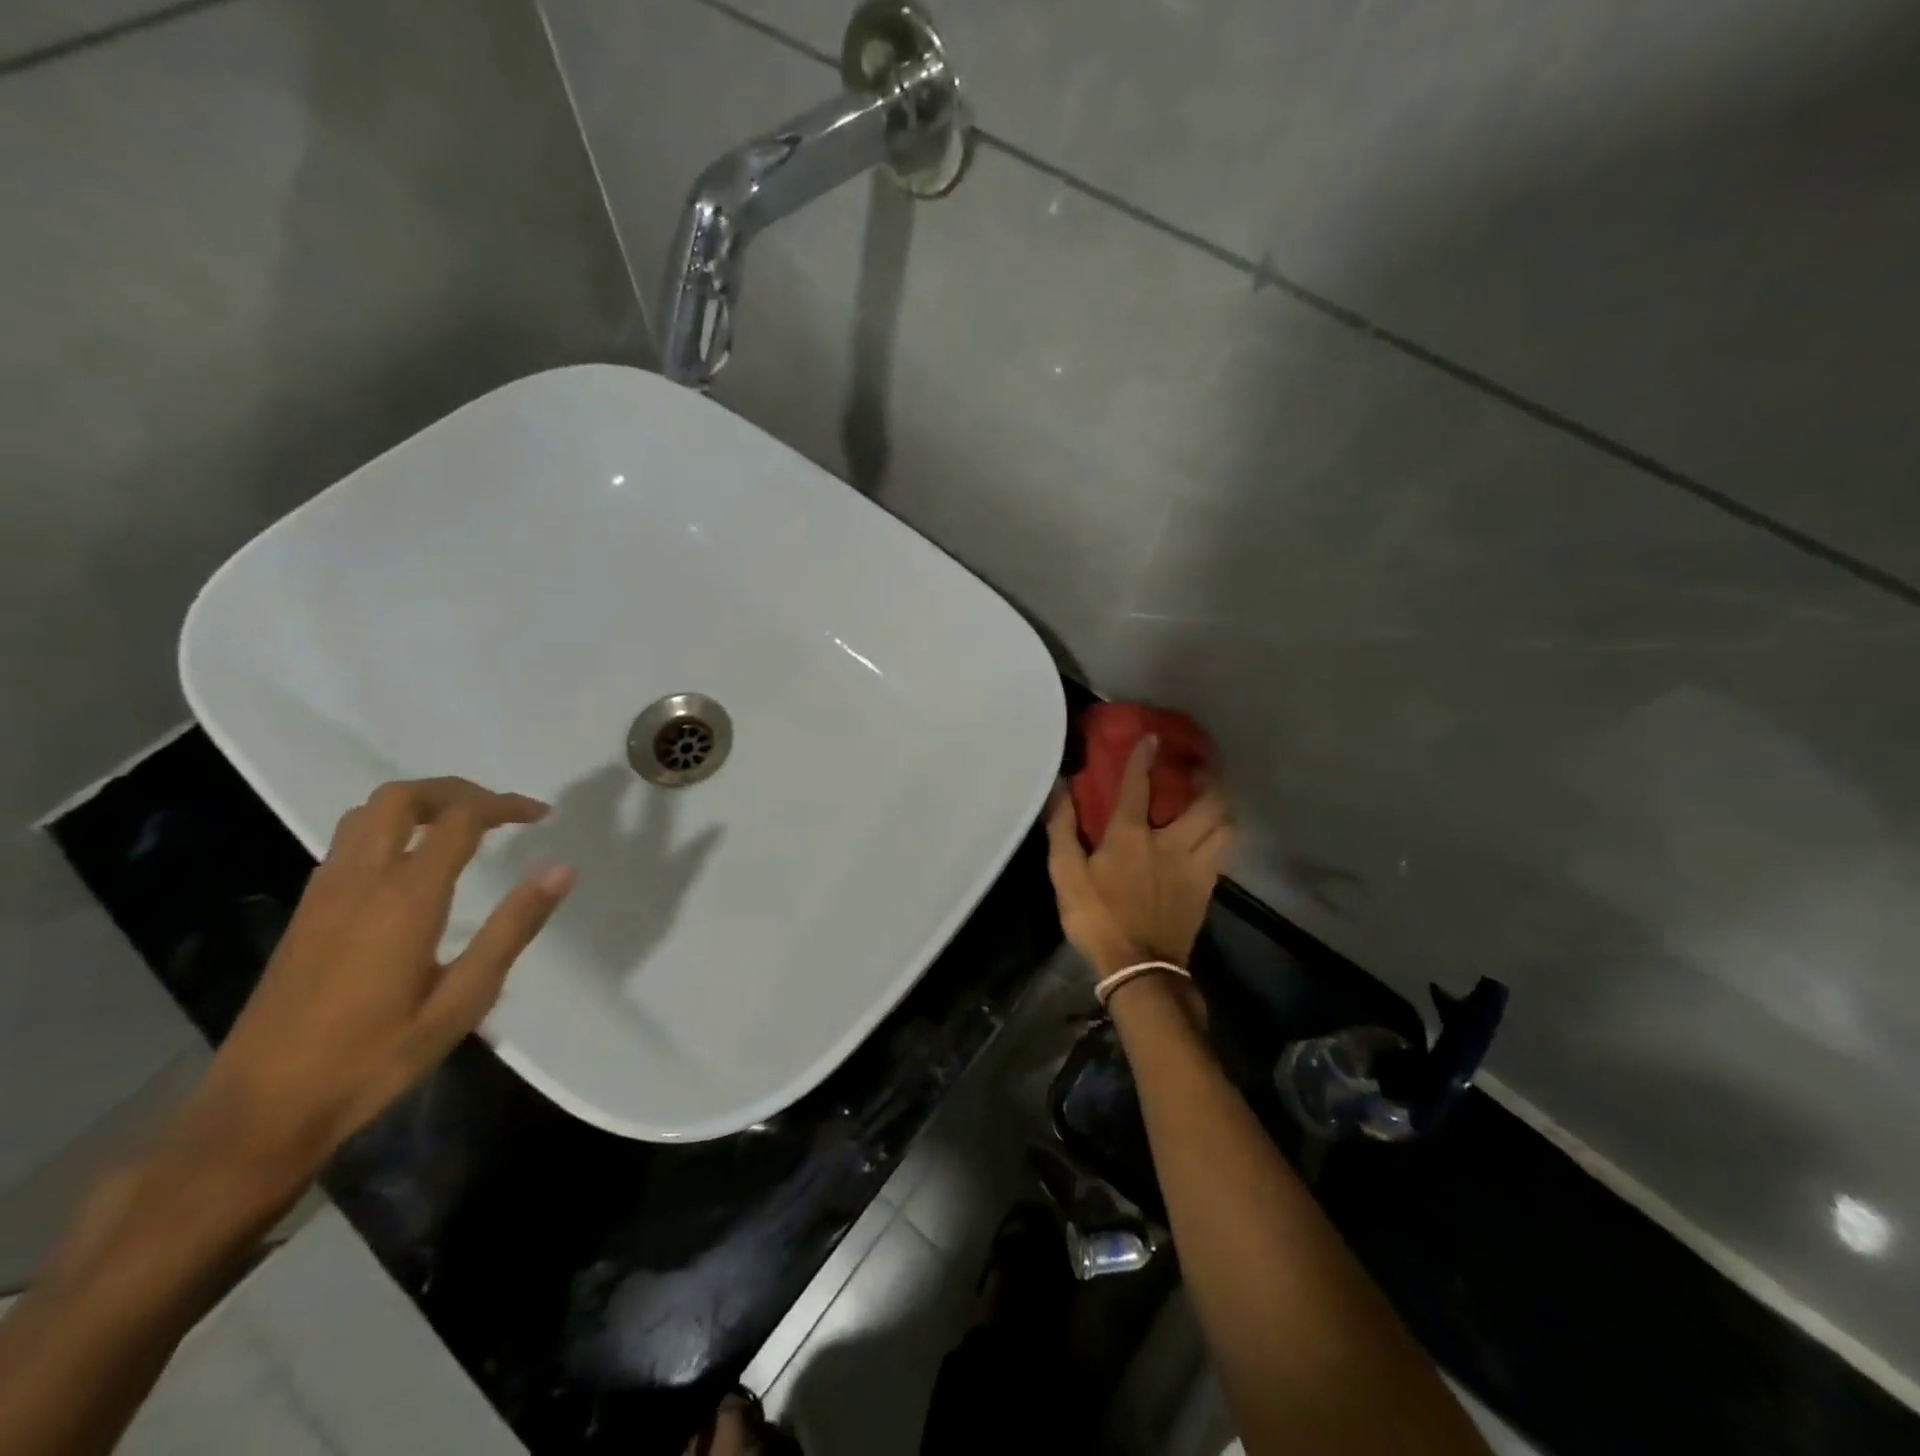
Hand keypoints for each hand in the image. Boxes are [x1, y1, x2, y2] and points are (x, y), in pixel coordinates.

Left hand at [177, 777, 574, 1199]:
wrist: (261, 1110)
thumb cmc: (375, 1058)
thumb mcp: (462, 1001)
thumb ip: (513, 928)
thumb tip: (561, 870)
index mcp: (405, 898)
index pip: (459, 819)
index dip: (505, 805)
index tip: (542, 815)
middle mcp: (360, 880)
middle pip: (402, 797)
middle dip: (457, 790)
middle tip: (501, 811)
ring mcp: (324, 894)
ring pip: (367, 814)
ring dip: (421, 804)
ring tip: (465, 828)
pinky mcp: (307, 912)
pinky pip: (349, 841)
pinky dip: (392, 828)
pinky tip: (417, 865)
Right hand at [1045, 735, 1233, 977]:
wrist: (1139, 968)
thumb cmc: (1097, 918)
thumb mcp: (1065, 875)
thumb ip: (1063, 829)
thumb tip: (1061, 790)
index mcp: (1132, 836)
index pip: (1138, 786)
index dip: (1144, 757)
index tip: (1153, 737)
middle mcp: (1171, 842)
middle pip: (1207, 802)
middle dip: (1209, 778)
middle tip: (1202, 767)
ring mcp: (1195, 866)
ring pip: (1225, 826)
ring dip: (1222, 806)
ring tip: (1214, 799)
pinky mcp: (1206, 888)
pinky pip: (1223, 852)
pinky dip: (1221, 835)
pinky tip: (1212, 835)